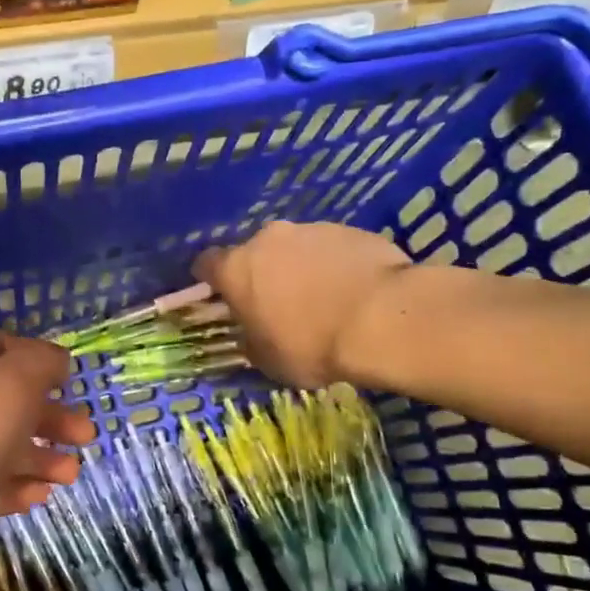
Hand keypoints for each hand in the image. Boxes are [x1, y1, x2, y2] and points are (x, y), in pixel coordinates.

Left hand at [0, 329, 92, 590]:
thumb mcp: (10, 384)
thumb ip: (40, 364)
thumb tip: (56, 360)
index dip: (31, 355)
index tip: (66, 378)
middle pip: (4, 402)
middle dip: (48, 416)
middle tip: (86, 435)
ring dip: (38, 457)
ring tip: (71, 474)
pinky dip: (13, 489)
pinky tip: (40, 498)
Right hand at [194, 220, 409, 386]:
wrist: (383, 318)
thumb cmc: (311, 344)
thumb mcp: (268, 361)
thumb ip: (251, 341)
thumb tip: (252, 335)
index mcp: (236, 269)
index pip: (206, 264)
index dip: (210, 280)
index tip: (221, 297)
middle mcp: (267, 239)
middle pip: (254, 253)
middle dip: (261, 274)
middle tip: (278, 305)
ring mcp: (311, 229)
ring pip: (295, 248)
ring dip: (300, 268)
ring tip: (323, 299)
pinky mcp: (350, 230)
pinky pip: (332, 248)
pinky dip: (334, 265)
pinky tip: (352, 291)